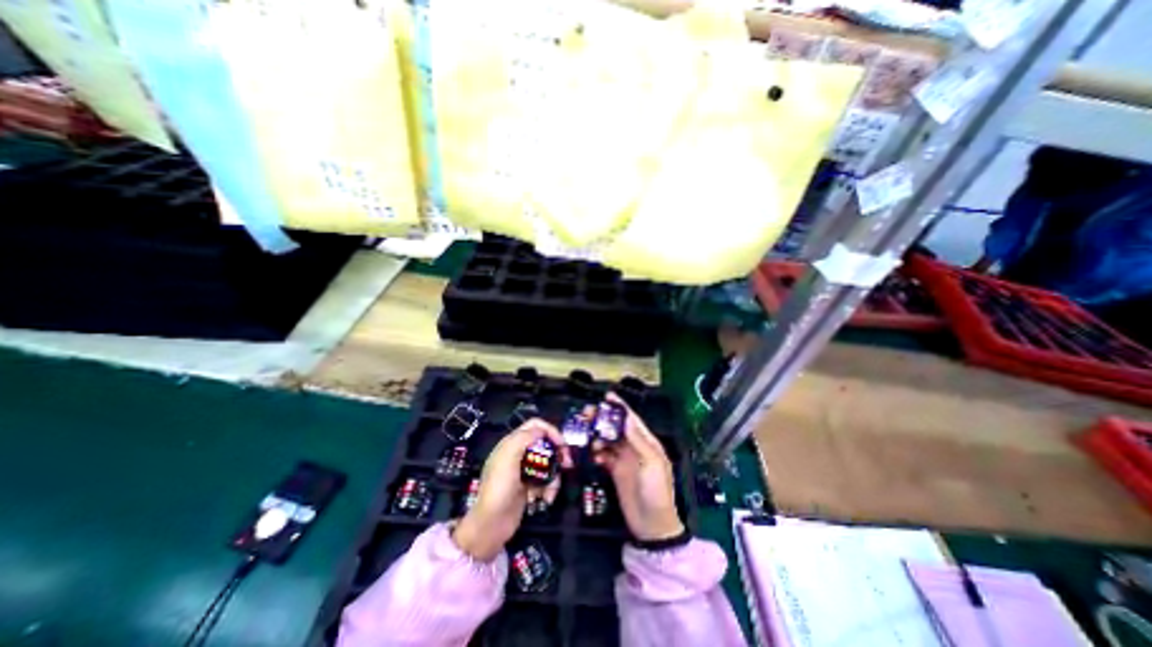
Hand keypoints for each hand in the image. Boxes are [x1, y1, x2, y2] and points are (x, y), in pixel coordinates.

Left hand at [454, 420, 571, 559]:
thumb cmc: (499, 488)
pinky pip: (546, 480)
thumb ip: (524, 438)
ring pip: (548, 463)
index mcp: (512, 443)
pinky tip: (545, 499)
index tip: (562, 444)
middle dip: (557, 454)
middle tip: (567, 464)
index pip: (535, 426)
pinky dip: (549, 488)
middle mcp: (519, 453)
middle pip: (545, 444)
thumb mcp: (508, 457)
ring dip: (553, 476)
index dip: (550, 430)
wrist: (491, 525)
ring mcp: (524, 470)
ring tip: (551, 492)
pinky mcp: (529, 486)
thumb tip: (541, 430)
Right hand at [592, 395, 682, 540]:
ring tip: (586, 434)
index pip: (632, 419)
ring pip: (608, 440)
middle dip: (603, 419)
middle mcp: (634, 447)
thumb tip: (626, 419)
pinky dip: (597, 453)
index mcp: (647, 442)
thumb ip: (638, 441)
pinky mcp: (615, 471)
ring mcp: (624, 459)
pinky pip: (603, 456)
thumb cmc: (657, 492)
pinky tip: (593, 455)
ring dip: (597, 435)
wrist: (652, 526)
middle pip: (616, 427)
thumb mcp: (652, 464)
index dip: (620, 407)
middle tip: (587, 413)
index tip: (607, 396)